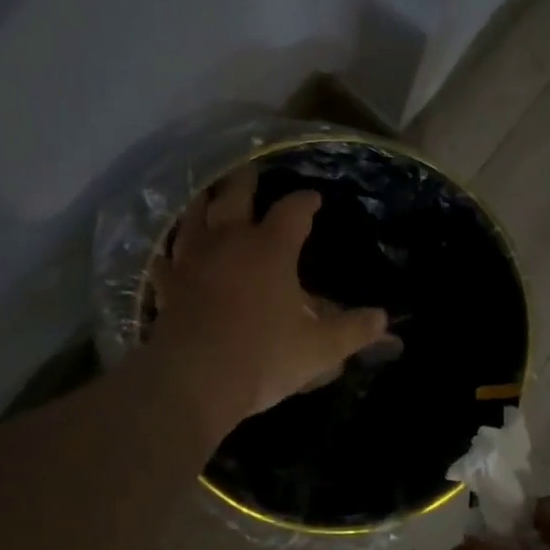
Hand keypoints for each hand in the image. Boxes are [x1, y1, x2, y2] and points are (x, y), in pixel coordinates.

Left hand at [148, 168, 389, 430]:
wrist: (194, 381)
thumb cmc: (263, 358)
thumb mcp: (319, 349)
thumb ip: (353, 330)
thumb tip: (383, 319)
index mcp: (270, 249)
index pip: (292, 211)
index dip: (305, 201)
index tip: (314, 198)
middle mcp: (229, 242)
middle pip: (235, 195)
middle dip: (246, 180)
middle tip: (251, 168)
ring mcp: (192, 261)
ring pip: (194, 216)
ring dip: (203, 201)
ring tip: (209, 193)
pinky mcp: (167, 285)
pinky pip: (166, 259)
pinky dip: (170, 251)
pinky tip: (170, 253)